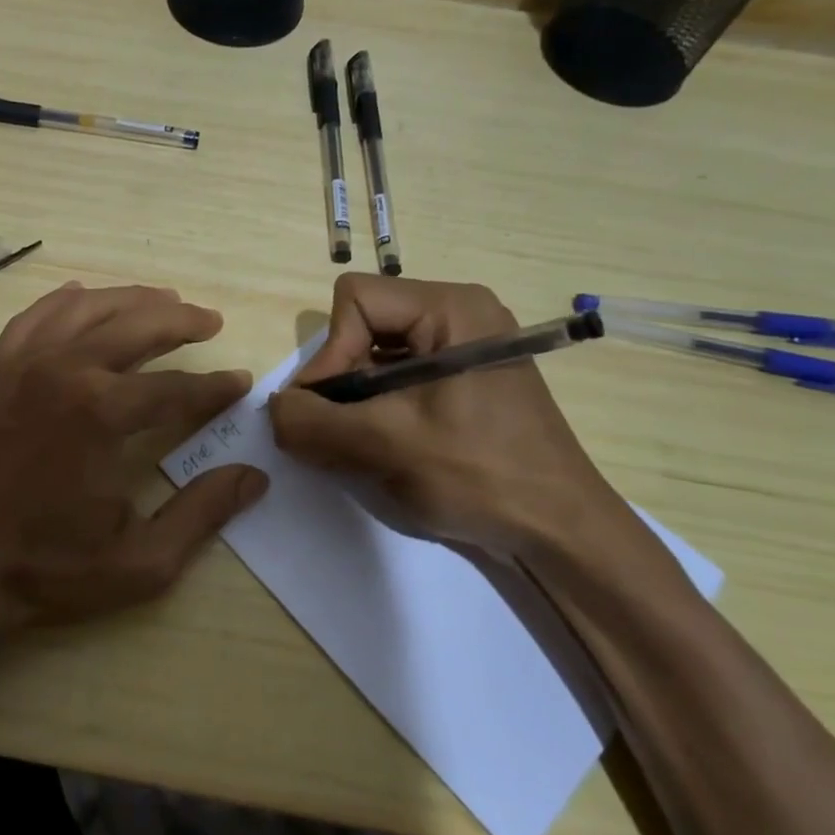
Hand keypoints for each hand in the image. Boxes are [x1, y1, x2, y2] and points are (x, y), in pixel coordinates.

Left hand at [0, 283, 268, 639]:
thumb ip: (201, 514)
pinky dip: (66, 302)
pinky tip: (83, 297)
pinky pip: (33, 317)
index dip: (215, 387)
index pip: (177, 388)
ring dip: (131, 299)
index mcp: (103, 413)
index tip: (239, 382)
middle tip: (209, 320)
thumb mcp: (138, 562)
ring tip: (162, 298)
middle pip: (137, 326)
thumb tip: (253, 476)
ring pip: (87, 308)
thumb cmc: (42, 570)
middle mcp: (65, 371)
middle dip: (182, 320)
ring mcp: (21, 364)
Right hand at [267, 275, 671, 585]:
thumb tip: (273, 409)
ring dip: (356, 401)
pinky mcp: (464, 381)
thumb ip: (312, 423)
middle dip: (341, 381)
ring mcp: (464, 348)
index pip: (354, 300)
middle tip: (341, 432)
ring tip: (363, 445)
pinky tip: (386, 448)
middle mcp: (459, 314)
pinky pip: (398, 378)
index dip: (330, 353)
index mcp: (451, 307)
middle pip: (363, 325)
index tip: (330, 410)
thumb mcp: (384, 446)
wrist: (561, 534)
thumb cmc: (480, 475)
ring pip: (376, 355)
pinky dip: (377, 410)